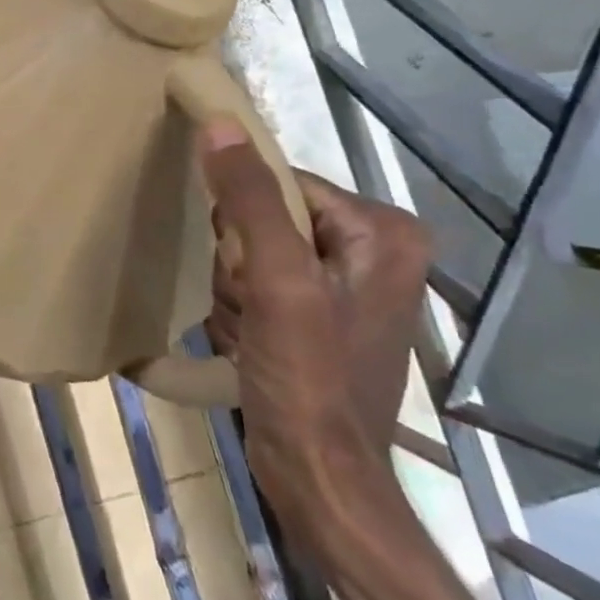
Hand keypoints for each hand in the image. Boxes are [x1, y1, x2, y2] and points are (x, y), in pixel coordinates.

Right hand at [197, 117, 429, 534]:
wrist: (318, 477)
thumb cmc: (310, 378)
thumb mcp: (276, 280)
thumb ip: (249, 198)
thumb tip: (218, 122)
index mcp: (381, 231)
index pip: (280, 182)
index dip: (244, 220)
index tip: (246, 270)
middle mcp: (370, 249)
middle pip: (263, 217)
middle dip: (239, 263)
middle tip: (253, 308)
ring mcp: (343, 285)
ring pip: (250, 251)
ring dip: (234, 290)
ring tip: (251, 333)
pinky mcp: (317, 314)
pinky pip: (255, 282)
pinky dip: (240, 311)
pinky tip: (249, 344)